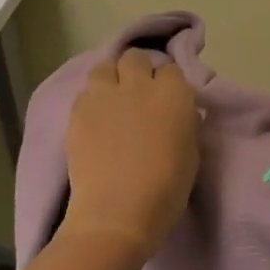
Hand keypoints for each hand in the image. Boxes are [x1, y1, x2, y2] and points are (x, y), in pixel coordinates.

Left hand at [62, 49, 200, 263]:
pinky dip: (91, 100)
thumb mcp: (191, 153)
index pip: (171, 69)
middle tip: (139, 94)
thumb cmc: (166, 188)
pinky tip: (95, 119)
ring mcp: (104, 95)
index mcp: (173, 93)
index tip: (167, 100)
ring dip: (111, 77)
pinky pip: (85, 92)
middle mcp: (138, 84)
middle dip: (138, 70)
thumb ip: (186, 123)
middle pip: (136, 58)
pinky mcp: (78, 111)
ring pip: (105, 66)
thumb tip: (182, 113)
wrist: (118, 212)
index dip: (168, 83)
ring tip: (113, 99)